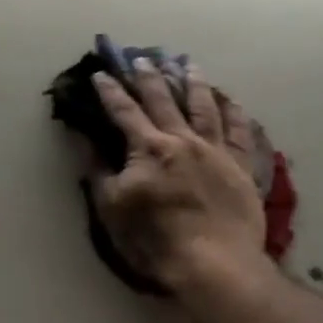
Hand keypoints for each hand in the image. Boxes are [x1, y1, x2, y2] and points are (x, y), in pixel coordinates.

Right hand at [86, 61, 269, 295]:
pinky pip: (240, 132)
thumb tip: (81, 137)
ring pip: (204, 107)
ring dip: (194, 83)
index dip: (111, 92)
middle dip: (149, 78)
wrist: (215, 265)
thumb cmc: (155, 240)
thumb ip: (97, 170)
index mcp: (149, 148)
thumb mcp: (112, 208)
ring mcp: (215, 151)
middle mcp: (182, 139)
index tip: (101, 74)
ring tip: (189, 64)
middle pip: (163, 100)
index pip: (124, 111)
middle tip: (141, 58)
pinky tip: (232, 100)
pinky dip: (235, 113)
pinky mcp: (241, 167)